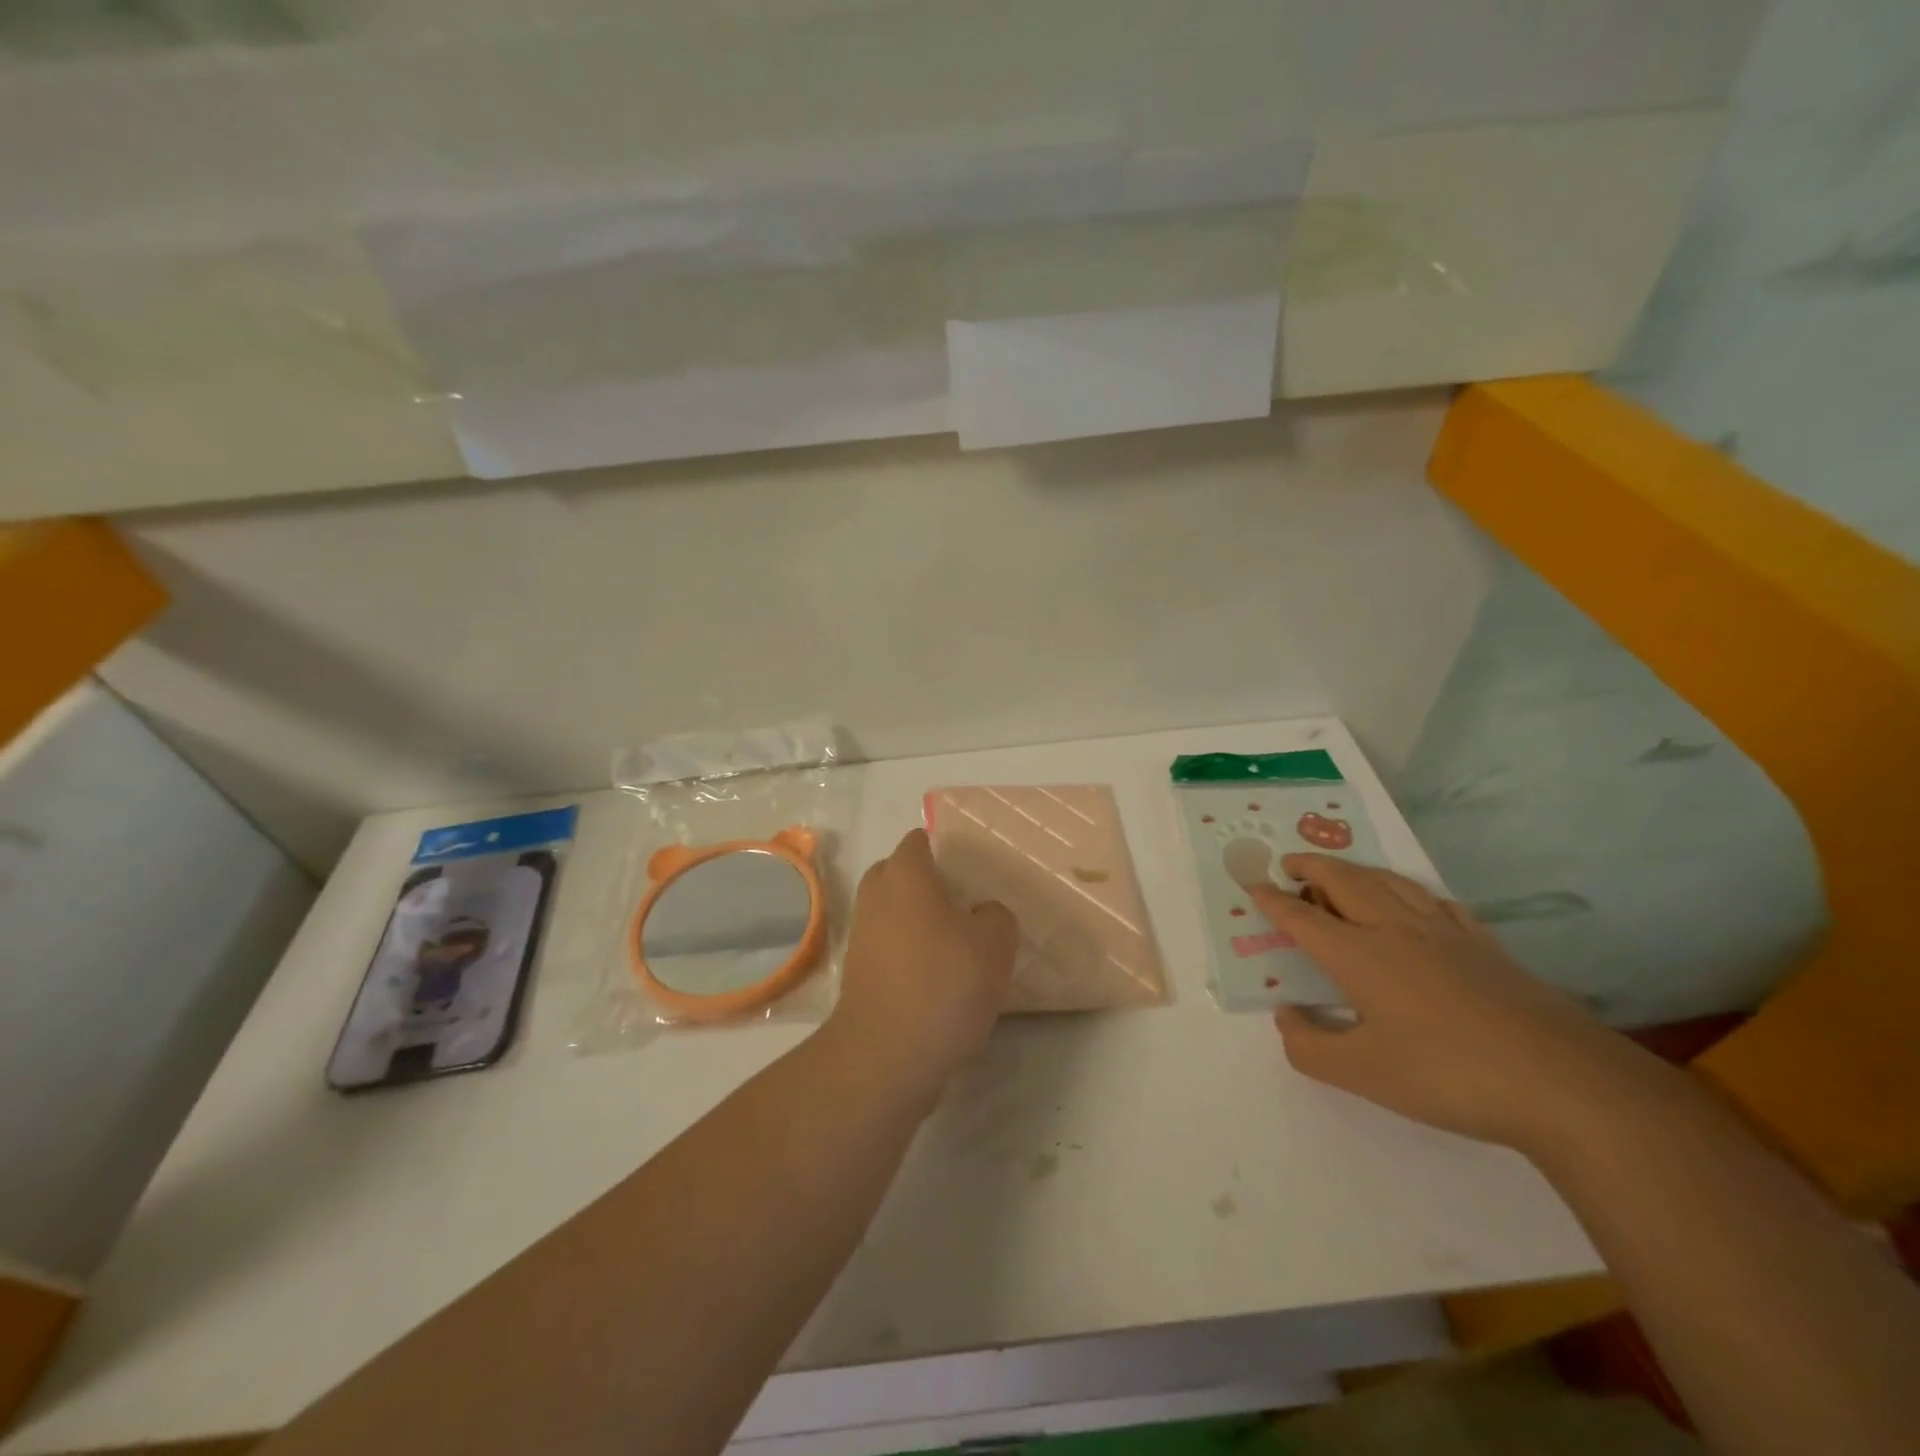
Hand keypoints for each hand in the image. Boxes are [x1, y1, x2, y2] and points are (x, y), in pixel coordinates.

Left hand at [824, 829, 1018, 1110]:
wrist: (886, 1057)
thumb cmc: (943, 984)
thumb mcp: (995, 943)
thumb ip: (996, 916)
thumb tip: (982, 915)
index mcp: (905, 875)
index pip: (919, 841)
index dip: (944, 849)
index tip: (971, 870)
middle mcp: (876, 897)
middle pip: (898, 874)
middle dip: (927, 884)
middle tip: (965, 904)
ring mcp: (862, 937)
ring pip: (892, 913)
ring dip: (918, 922)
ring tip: (958, 946)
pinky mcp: (859, 976)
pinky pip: (888, 949)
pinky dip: (909, 955)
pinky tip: (940, 980)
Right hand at [1249, 855, 1655, 1153]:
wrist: (1562, 1083)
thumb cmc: (1447, 1075)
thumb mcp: (1361, 1073)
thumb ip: (1309, 1046)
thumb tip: (1288, 1017)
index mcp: (1358, 955)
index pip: (1302, 918)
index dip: (1273, 901)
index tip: (1252, 887)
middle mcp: (1395, 930)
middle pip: (1344, 881)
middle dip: (1311, 866)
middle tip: (1290, 862)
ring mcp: (1445, 934)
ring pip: (1390, 882)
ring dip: (1356, 870)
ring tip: (1340, 873)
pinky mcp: (1485, 947)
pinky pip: (1435, 902)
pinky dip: (1409, 891)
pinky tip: (1414, 903)